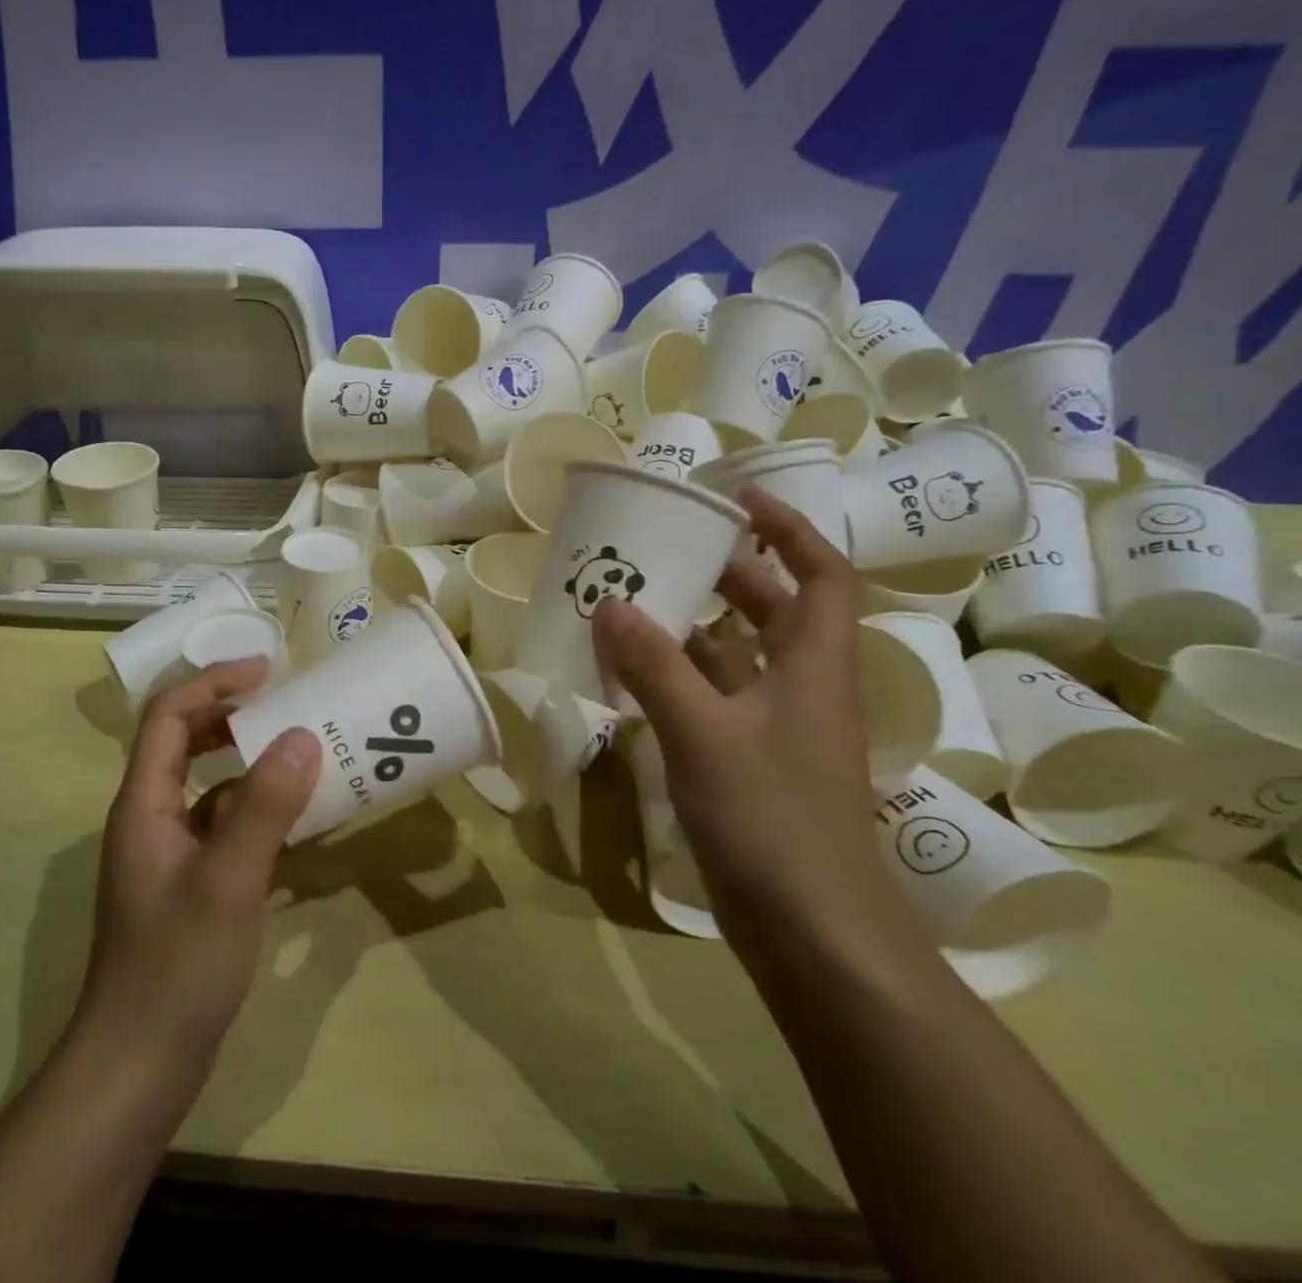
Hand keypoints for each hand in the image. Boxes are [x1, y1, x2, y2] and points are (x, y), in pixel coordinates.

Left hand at [77, 659, 320, 1075]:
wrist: (138, 1067)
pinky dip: (261, 817)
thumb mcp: (228, 881)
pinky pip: (227, 830)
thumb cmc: (176, 967)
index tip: (267, 671)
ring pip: (211, 789)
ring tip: (308, 761)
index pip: (168, 715)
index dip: (213, 682)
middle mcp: (152, 818)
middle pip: (186, 743)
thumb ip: (266, 807)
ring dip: (254, 769)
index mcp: (144, 803)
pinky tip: (304, 829)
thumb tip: (302, 736)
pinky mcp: (191, 885)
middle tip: (289, 708)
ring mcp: (170, 854)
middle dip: (234, 718)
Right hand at [592, 489, 906, 955]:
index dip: (790, 530)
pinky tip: (631, 676)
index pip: (822, 576)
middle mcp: (801, 688)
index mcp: (813, 665)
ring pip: (737, 658)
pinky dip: (678, 679)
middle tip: (667, 553)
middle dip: (727, 576)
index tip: (740, 501)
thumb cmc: (771, 817)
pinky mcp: (751, 762)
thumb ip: (654, 666)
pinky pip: (714, 699)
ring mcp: (776, 729)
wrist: (813, 931)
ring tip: (633, 606)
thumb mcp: (703, 732)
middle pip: (774, 611)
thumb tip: (610, 604)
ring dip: (693, 630)